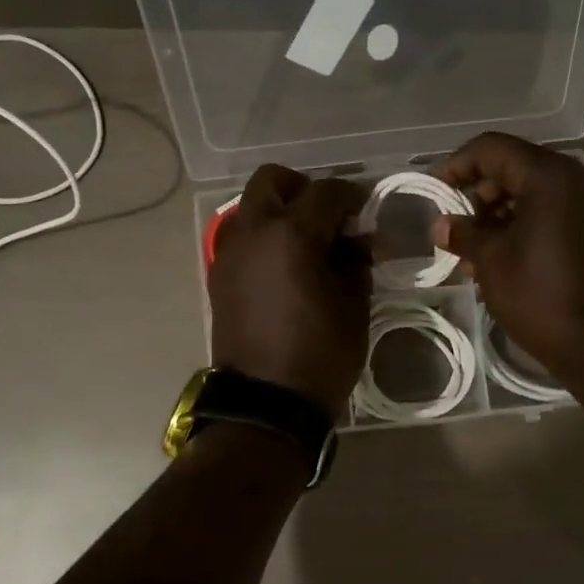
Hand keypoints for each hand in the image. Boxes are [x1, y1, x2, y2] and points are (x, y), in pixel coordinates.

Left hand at [208, 165, 370, 417]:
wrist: (267, 403)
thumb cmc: (321, 354)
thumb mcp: (354, 306)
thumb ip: (357, 262)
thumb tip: (359, 241)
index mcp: (292, 235)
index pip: (325, 192)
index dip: (351, 195)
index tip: (365, 209)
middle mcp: (254, 233)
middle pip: (272, 181)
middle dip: (303, 188)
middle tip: (328, 216)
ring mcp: (229, 253)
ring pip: (251, 207)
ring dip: (279, 211)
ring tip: (307, 243)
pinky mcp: (218, 276)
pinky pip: (241, 238)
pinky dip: (263, 237)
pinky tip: (285, 266)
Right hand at [434, 132, 583, 375]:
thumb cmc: (536, 294)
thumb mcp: (490, 259)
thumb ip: (463, 232)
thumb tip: (441, 225)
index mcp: (549, 175)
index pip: (492, 148)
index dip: (457, 164)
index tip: (434, 190)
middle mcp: (575, 179)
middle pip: (513, 167)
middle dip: (477, 193)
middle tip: (453, 226)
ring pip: (531, 193)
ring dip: (497, 214)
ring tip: (470, 250)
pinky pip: (549, 213)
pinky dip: (520, 225)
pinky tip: (497, 257)